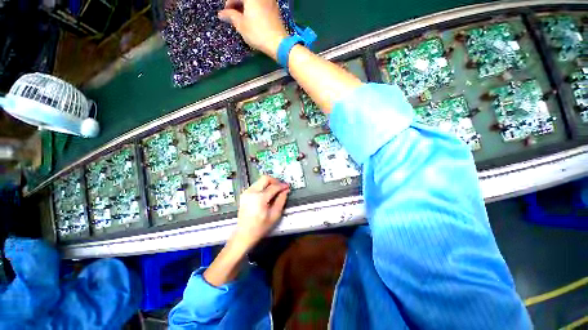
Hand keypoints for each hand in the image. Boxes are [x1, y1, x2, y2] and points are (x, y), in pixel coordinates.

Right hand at [218, 0, 288, 59]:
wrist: (278, 43)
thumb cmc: (258, 33)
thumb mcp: (241, 25)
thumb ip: (231, 16)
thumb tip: (221, 14)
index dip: (228, 4)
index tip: (226, 14)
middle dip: (238, 5)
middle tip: (234, 17)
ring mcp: (270, 1)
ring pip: (254, 2)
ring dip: (246, 8)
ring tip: (243, 20)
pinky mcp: (275, 9)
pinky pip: (262, 5)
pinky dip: (255, 10)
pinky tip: (253, 20)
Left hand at [233, 175, 289, 248]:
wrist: (244, 234)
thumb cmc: (260, 227)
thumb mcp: (275, 215)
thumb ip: (281, 200)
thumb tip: (285, 190)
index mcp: (259, 198)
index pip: (273, 187)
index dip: (282, 185)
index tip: (288, 186)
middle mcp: (251, 192)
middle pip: (265, 178)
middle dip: (275, 181)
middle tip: (281, 187)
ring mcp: (246, 192)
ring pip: (260, 180)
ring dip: (269, 183)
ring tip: (275, 190)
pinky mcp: (244, 194)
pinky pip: (256, 185)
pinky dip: (263, 186)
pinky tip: (267, 194)